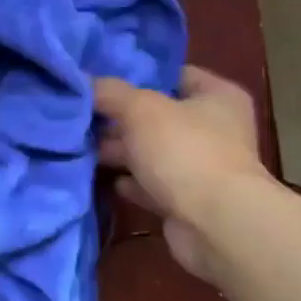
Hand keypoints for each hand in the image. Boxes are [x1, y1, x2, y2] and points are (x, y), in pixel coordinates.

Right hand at [94, 65, 270, 281]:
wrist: (216, 225)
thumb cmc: (184, 151)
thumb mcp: (140, 109)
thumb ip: (110, 92)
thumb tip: (84, 80)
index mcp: (218, 97)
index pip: (175, 74)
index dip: (140, 75)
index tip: (102, 79)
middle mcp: (215, 129)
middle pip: (160, 115)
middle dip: (122, 117)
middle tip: (83, 115)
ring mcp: (204, 168)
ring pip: (154, 152)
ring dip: (123, 151)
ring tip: (82, 145)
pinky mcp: (190, 202)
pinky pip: (153, 185)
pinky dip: (132, 182)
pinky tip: (106, 179)